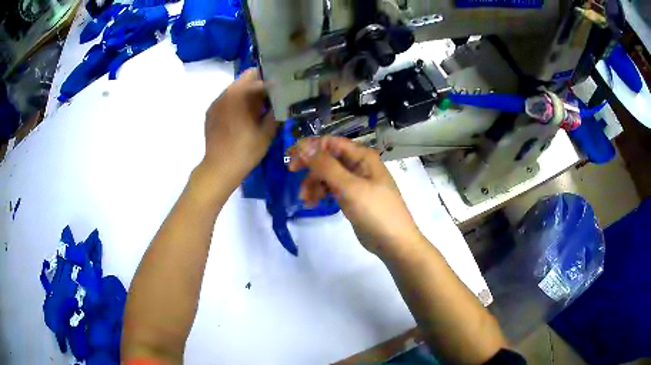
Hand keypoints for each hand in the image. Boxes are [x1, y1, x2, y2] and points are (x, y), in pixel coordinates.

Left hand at [200, 69, 277, 189]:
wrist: (220, 168)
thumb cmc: (246, 150)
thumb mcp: (267, 131)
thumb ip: (275, 111)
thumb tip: (281, 100)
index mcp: (241, 94)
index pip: (261, 77)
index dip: (273, 82)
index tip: (282, 90)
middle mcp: (227, 92)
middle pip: (246, 78)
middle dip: (259, 84)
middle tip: (270, 99)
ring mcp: (216, 102)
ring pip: (236, 88)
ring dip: (247, 93)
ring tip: (256, 109)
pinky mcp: (210, 112)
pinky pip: (226, 99)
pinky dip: (236, 103)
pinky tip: (241, 118)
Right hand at [288, 136, 422, 255]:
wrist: (394, 242)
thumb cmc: (375, 212)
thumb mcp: (349, 187)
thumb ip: (326, 166)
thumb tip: (303, 146)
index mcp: (362, 157)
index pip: (331, 142)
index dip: (310, 147)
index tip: (292, 158)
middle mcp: (359, 165)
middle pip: (328, 158)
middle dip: (310, 167)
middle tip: (292, 173)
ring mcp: (357, 182)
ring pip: (328, 175)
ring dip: (314, 183)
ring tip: (305, 199)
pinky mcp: (353, 197)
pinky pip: (333, 189)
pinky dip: (321, 193)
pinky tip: (312, 203)